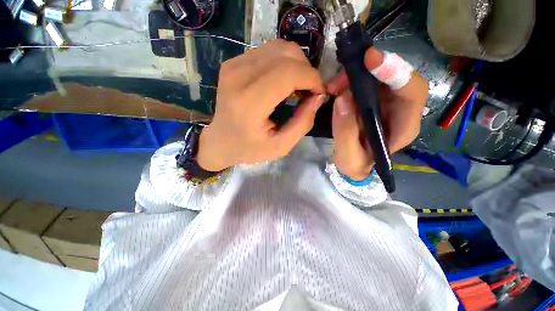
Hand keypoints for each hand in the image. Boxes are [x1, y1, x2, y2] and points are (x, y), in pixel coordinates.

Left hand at [197, 39, 325, 170]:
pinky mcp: (233, 63)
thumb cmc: (249, 148)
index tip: (319, 92)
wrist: (220, 141)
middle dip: (306, 70)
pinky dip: (282, 63)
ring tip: (297, 85)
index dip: (311, 78)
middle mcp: (239, 77)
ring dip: (296, 64)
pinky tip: (282, 81)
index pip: (288, 73)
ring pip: (278, 47)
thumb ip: (303, 123)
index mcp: (250, 103)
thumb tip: (318, 96)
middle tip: (309, 90)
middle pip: (286, 54)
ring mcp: (233, 66)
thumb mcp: (280, 146)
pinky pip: (267, 52)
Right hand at [328, 48, 427, 179]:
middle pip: (397, 76)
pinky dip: (351, 79)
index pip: (412, 93)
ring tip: (334, 86)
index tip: (371, 60)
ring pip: (380, 75)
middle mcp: (401, 110)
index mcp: (403, 127)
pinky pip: (366, 80)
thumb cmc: (356, 164)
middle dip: (370, 70)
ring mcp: (388, 102)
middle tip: (341, 77)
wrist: (354, 163)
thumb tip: (342, 99)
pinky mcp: (374, 99)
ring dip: (356, 74)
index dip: (395, 72)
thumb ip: (345, 132)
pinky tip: (337, 87)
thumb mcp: (348, 157)